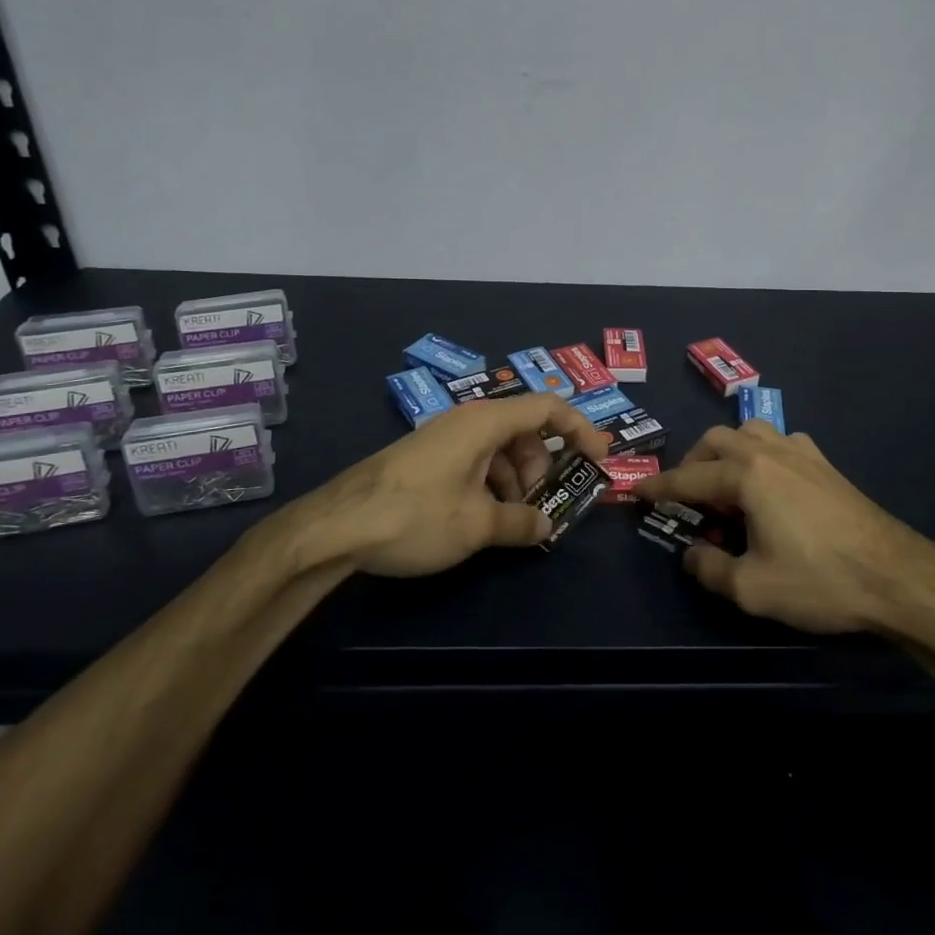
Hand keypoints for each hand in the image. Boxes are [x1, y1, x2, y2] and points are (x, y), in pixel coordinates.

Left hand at [289, 394, 609, 577]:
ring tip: (511, 522)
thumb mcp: (477, 525)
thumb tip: (546, 525)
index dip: (580, 429)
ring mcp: (444, 438)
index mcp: (485, 422)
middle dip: (542, 468)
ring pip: (499, 449)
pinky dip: (490, 485)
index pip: (548, 407)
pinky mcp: (427, 458)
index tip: (600, 459)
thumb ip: (520, 523)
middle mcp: (466, 421)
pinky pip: (474, 461)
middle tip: (543, 507)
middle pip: (524, 431)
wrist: (334, 527)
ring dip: (516, 481)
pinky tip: (483, 520)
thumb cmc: (415, 516)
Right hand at [634, 421, 934, 636]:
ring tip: (725, 485)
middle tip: (686, 497)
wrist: (896, 576)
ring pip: (750, 431)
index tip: (634, 491)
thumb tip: (690, 555)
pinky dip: (762, 452)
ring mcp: (801, 453)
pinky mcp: (825, 464)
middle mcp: (769, 452)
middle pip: (716, 441)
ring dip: (727, 451)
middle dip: (692, 464)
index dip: (658, 487)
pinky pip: (781, 442)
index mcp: (746, 476)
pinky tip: (770, 482)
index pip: (688, 478)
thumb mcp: (752, 589)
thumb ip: (710, 570)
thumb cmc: (820, 580)